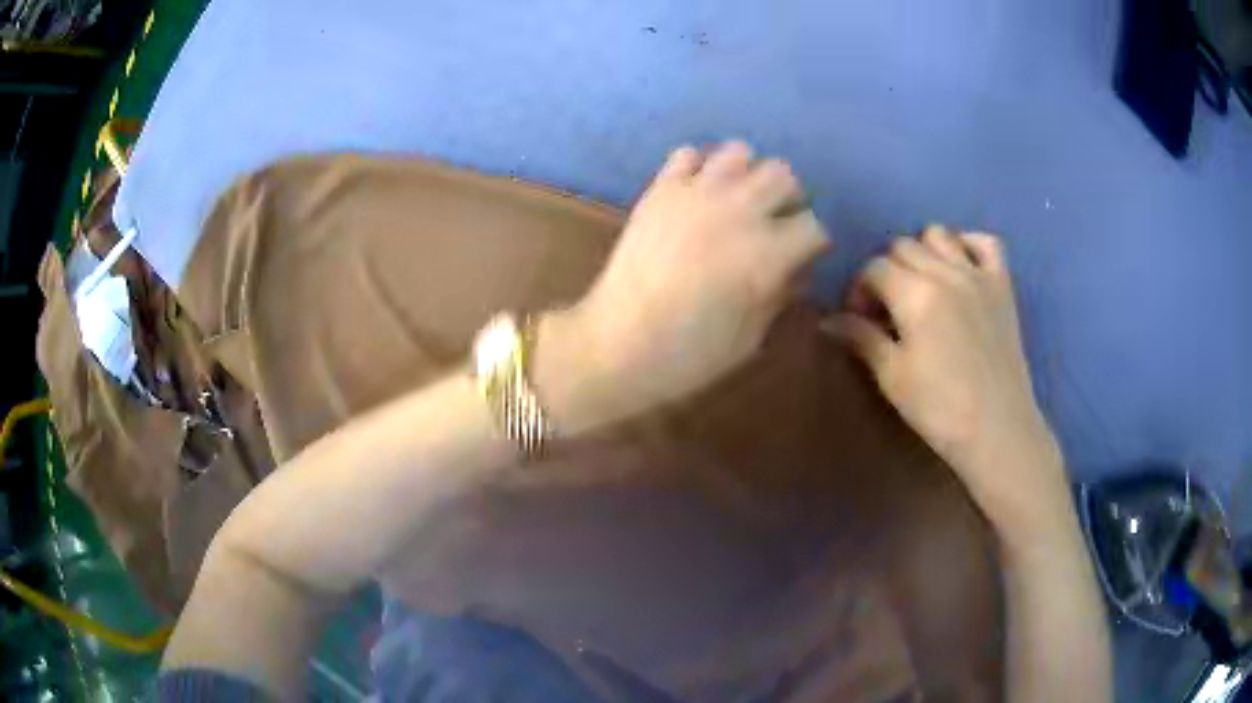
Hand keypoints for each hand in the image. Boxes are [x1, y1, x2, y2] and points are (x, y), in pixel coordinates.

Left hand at [537, 142, 828, 431]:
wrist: (618, 345)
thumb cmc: (690, 354)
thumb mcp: (751, 338)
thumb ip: (780, 296)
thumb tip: (795, 272)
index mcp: (768, 252)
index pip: (814, 226)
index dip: (813, 243)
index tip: (804, 257)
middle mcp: (738, 210)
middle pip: (783, 175)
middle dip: (788, 199)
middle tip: (774, 224)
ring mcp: (696, 193)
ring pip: (740, 152)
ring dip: (747, 175)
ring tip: (737, 203)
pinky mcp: (660, 189)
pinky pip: (688, 154)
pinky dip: (700, 168)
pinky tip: (697, 195)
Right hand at [828, 226, 1067, 532]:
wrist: (997, 430)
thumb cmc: (940, 409)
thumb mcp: (892, 377)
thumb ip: (862, 338)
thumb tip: (828, 321)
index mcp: (915, 294)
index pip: (874, 268)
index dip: (859, 290)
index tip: (859, 320)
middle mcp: (946, 272)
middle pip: (903, 246)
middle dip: (887, 271)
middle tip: (889, 309)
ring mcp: (978, 275)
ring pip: (939, 234)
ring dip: (923, 253)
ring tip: (923, 287)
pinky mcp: (1003, 285)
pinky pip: (986, 243)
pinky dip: (969, 245)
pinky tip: (961, 267)